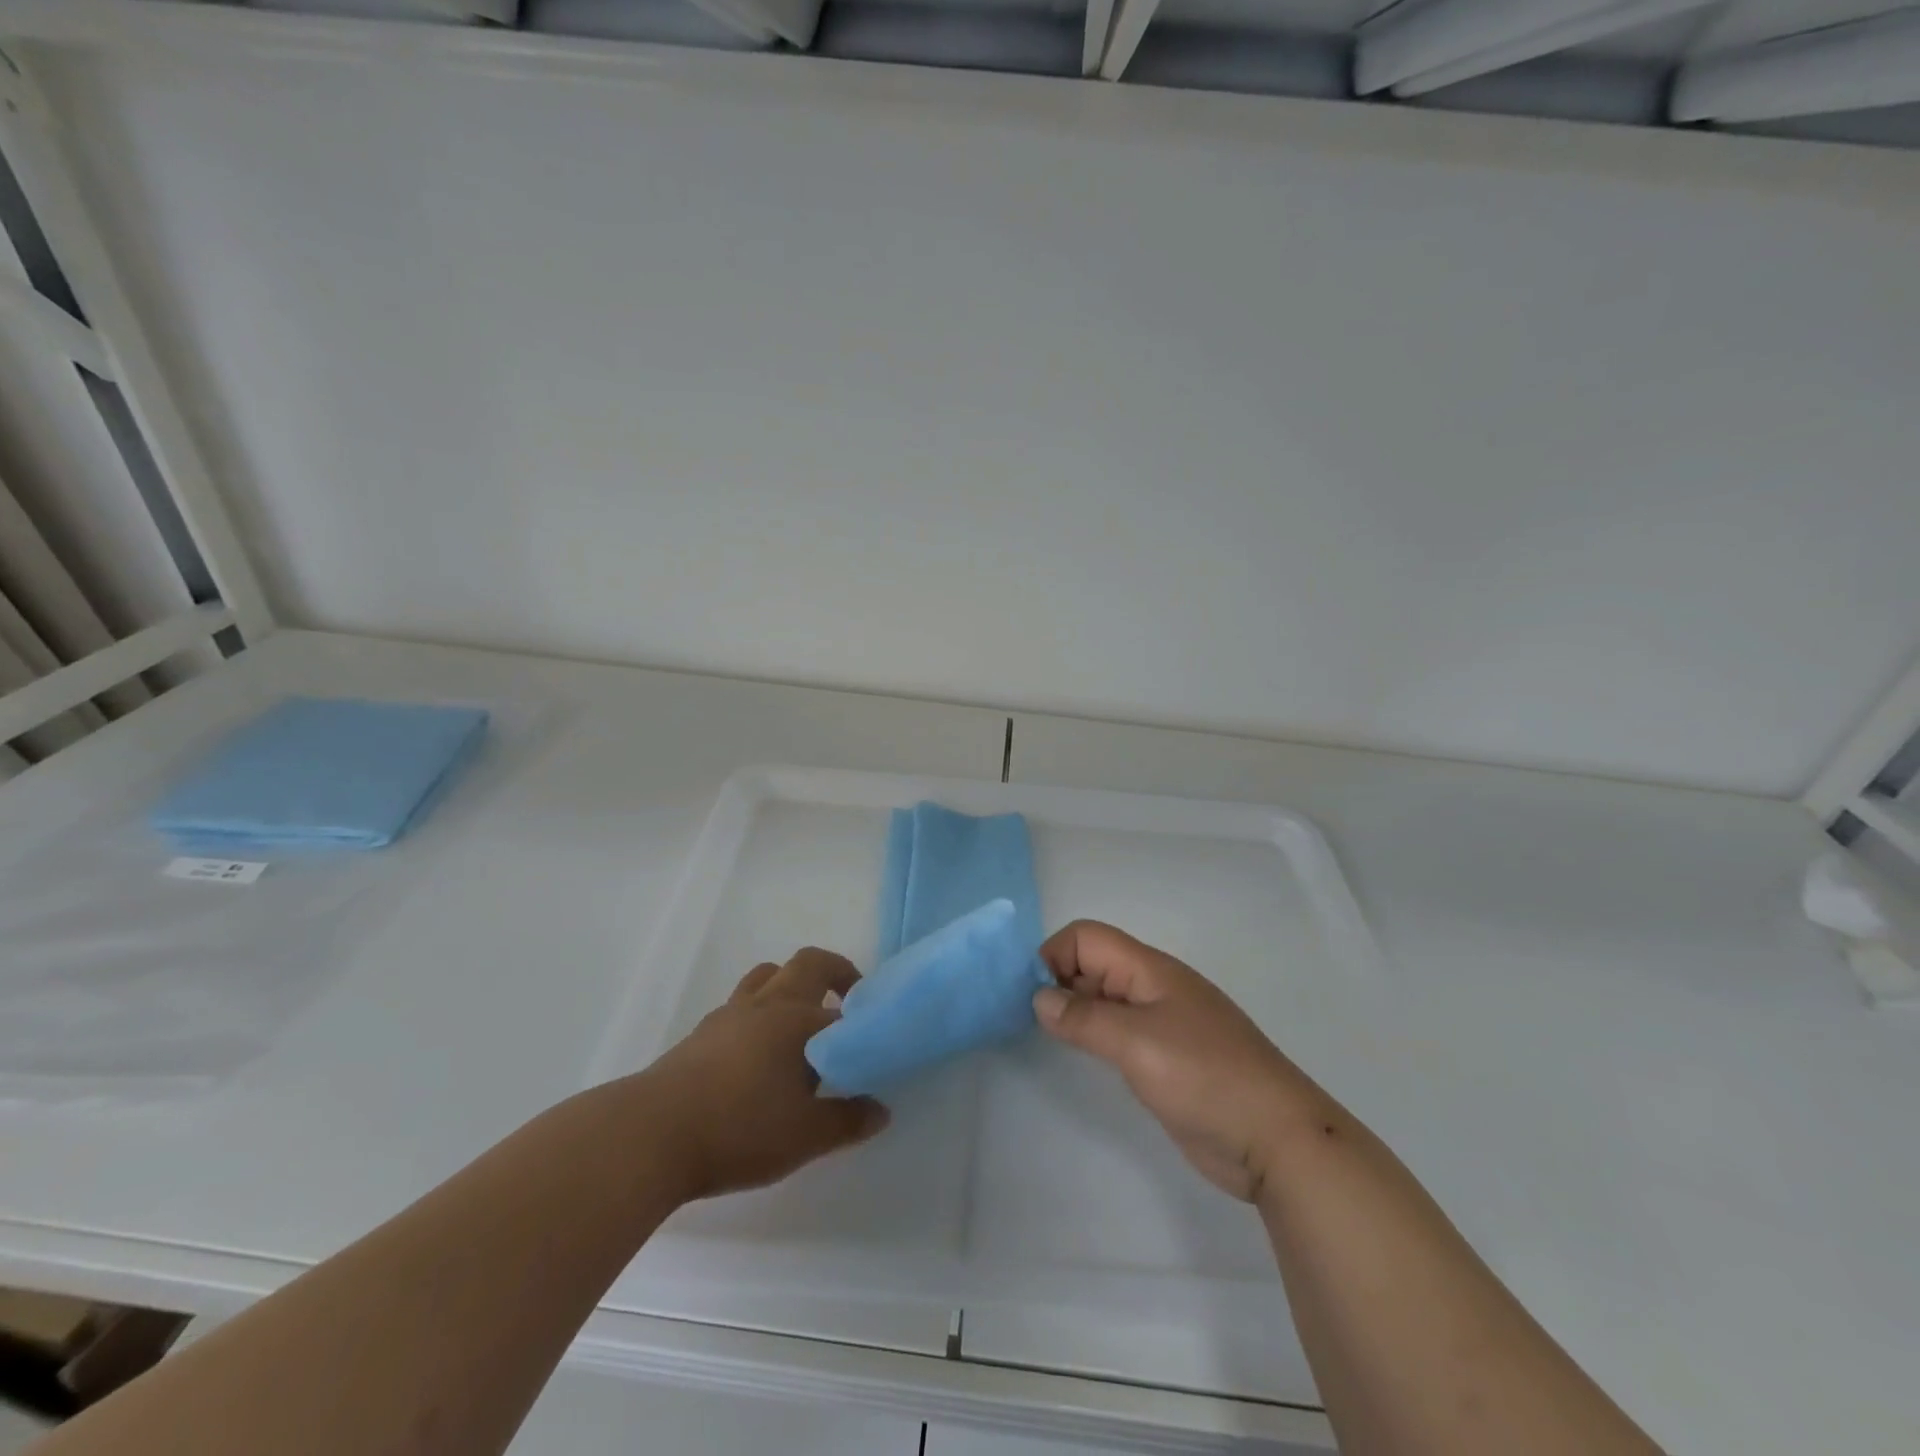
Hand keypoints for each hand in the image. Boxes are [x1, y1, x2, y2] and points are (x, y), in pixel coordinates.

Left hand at [639, 948, 890, 1201]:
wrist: (650, 1135)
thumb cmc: (739, 1129)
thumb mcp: (805, 1136)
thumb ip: (847, 1121)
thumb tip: (880, 1109)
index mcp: (798, 1019)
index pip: (843, 1007)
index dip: (862, 1020)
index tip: (871, 1040)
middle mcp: (767, 1004)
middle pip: (807, 963)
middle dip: (834, 973)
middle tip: (846, 1003)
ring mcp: (729, 1015)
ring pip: (767, 977)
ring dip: (789, 988)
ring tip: (798, 1028)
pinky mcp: (699, 1034)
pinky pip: (740, 1006)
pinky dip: (757, 1015)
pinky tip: (756, 1058)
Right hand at [1033, 920, 1322, 1201]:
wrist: (1276, 1138)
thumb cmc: (1205, 1078)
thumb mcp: (1136, 1043)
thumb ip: (1083, 1018)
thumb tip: (1038, 997)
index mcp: (1149, 969)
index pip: (1086, 938)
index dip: (1053, 956)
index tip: (1029, 996)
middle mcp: (1152, 987)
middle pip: (1093, 963)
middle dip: (1057, 980)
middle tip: (1026, 1018)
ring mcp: (1161, 1022)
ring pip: (1103, 997)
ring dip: (1072, 1008)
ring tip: (1044, 1035)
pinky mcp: (1165, 1056)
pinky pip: (1117, 1030)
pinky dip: (1092, 1033)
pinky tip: (1079, 1054)